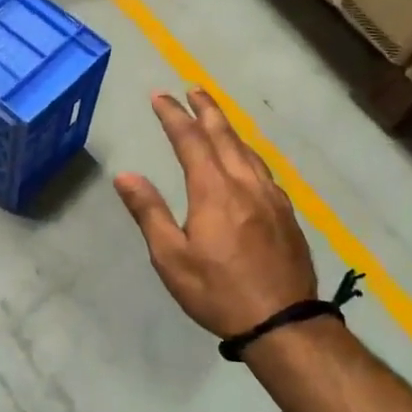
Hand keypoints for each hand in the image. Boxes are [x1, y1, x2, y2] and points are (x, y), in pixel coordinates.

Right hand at [115, 89, 317, 339]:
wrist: (283, 321)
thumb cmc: (218, 292)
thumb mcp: (172, 258)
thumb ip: (149, 212)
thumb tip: (125, 176)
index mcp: (215, 191)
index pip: (191, 141)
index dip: (174, 116)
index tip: (160, 97)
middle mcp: (246, 184)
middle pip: (225, 136)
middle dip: (207, 110)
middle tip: (194, 89)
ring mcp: (271, 197)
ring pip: (248, 150)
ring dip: (229, 128)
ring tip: (216, 118)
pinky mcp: (286, 213)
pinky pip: (264, 169)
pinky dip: (248, 153)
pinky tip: (246, 161)